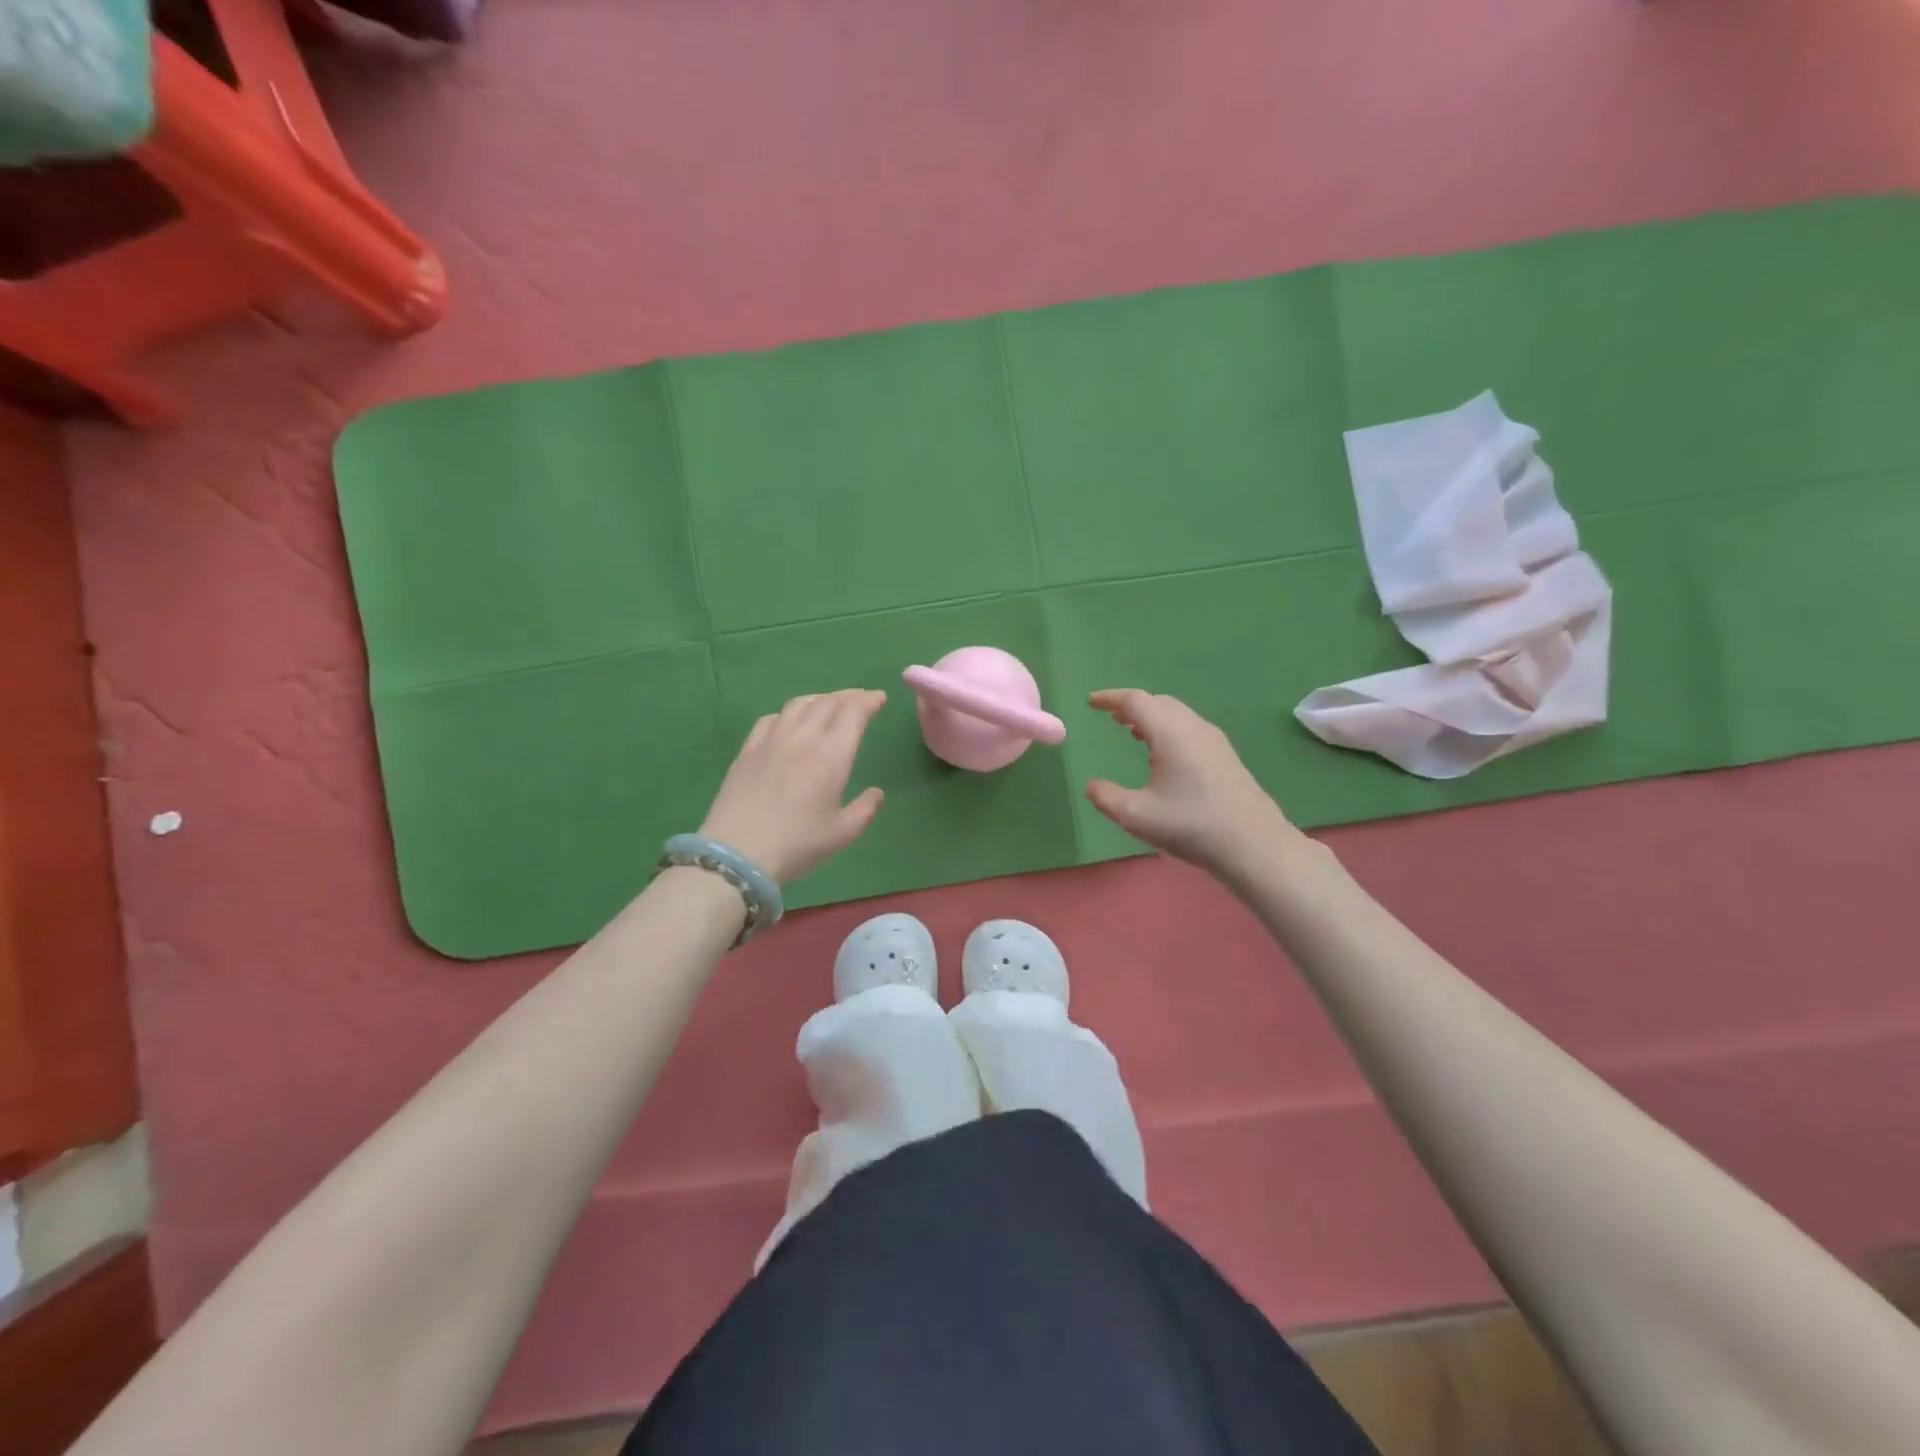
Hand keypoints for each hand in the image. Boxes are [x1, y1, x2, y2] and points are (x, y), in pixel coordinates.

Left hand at [699, 689, 887, 884]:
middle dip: (848, 696)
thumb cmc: (797, 844)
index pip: (853, 712)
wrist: (738, 853)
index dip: (869, 700)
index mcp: (831, 755)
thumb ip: (865, 809)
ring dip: (819, 699)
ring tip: (828, 704)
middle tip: (860, 699)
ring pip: (798, 704)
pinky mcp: (748, 750)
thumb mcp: (842, 833)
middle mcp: (803, 738)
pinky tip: (789, 722)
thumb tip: (876, 793)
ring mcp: (771, 741)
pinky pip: (771, 719)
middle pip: (827, 702)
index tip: (879, 699)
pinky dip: (788, 713)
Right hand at [1084, 689, 1296, 876]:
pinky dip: (1168, 729)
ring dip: (1151, 717)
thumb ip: (1106, 797)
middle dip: (1132, 705)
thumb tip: (1091, 785)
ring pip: (1176, 714)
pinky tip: (1162, 755)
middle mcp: (1193, 727)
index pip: (1135, 701)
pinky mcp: (1225, 755)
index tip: (1091, 702)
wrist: (1254, 844)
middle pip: (1158, 702)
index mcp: (1170, 733)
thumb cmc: (1191, 825)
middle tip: (1111, 717)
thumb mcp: (1136, 816)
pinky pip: (1189, 728)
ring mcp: (1213, 740)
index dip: (1110, 698)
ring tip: (1132, 732)